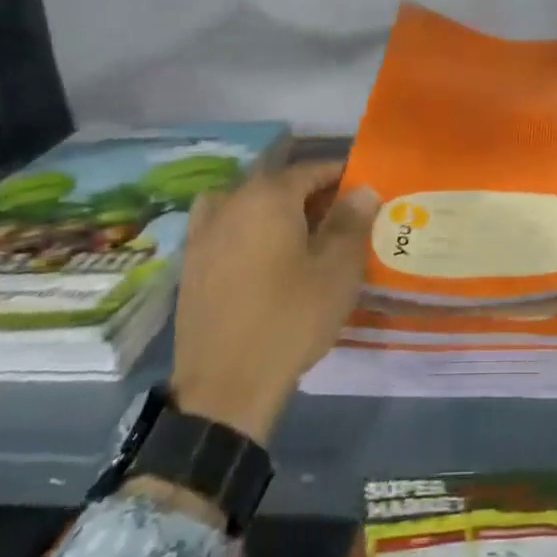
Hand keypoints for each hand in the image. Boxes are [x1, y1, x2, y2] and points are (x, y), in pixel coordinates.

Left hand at [169, 161, 379, 443]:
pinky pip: (225, 227)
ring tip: (300, 234)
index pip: (312, 169)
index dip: (342, 176)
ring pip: (248, 202)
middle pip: (278, 183)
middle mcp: (231, 201)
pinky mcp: (191, 263)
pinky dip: (246, 228)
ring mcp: (205, 232)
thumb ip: (351, 222)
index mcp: (269, 195)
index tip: (365, 191)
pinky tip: (261, 254)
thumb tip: (362, 189)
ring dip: (276, 209)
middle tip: (341, 218)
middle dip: (311, 193)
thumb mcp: (337, 270)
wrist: (225, 388)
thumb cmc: (290, 319)